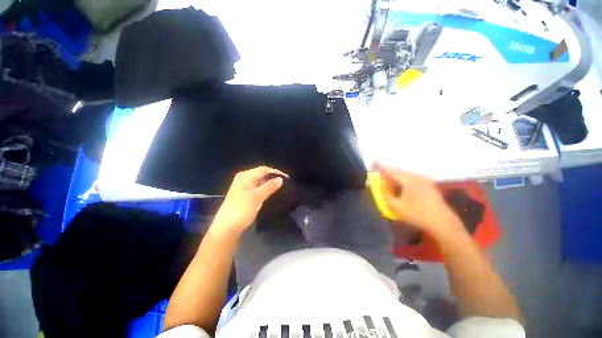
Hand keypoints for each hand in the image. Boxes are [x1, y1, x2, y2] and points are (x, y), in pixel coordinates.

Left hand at [212, 166, 286, 234]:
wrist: (227, 227)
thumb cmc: (241, 209)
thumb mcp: (257, 197)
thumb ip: (269, 186)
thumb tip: (281, 179)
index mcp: (245, 176)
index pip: (264, 169)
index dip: (276, 172)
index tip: (287, 178)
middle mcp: (245, 178)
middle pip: (262, 174)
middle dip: (273, 178)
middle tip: (286, 184)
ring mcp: (245, 187)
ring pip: (261, 182)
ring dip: (270, 184)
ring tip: (282, 188)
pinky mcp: (246, 194)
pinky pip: (259, 188)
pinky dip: (266, 190)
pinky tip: (273, 193)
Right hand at [379, 166, 463, 239]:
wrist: (442, 222)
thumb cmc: (417, 214)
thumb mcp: (397, 207)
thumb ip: (385, 195)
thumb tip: (379, 186)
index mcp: (409, 180)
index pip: (391, 170)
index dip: (381, 166)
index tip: (374, 162)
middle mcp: (417, 176)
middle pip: (398, 171)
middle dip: (388, 173)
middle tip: (380, 177)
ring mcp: (424, 180)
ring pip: (405, 175)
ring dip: (396, 178)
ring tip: (389, 184)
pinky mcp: (428, 184)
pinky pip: (411, 179)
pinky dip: (403, 181)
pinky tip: (401, 188)